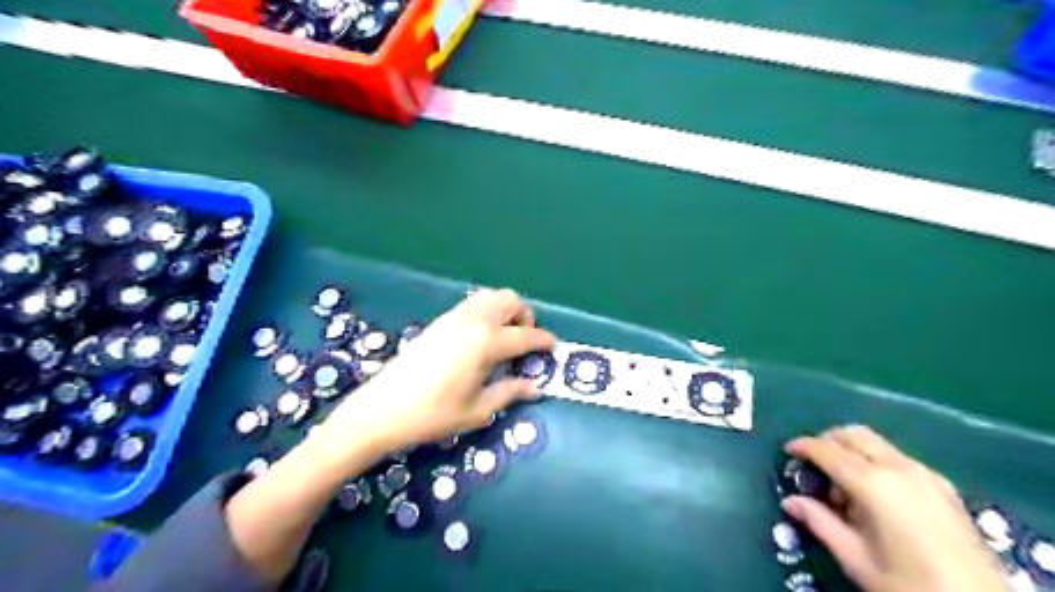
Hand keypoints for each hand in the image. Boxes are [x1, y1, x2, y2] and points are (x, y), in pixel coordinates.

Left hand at [316, 289, 553, 459]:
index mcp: (487, 342)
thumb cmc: (433, 414)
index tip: (553, 347)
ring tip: (504, 337)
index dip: (544, 340)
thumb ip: (510, 392)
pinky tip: (480, 338)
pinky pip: (472, 304)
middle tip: (524, 341)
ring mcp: (454, 317)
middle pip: (509, 300)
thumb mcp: (478, 409)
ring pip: (489, 296)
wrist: (382, 409)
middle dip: (524, 315)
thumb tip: (534, 387)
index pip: (526, 335)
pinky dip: (486, 311)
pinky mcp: (439, 321)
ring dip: (505, 309)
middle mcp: (473, 321)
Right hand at [783, 425, 1004, 591]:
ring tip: (844, 488)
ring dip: (852, 452)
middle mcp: (899, 468)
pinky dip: (876, 462)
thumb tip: (790, 502)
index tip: (788, 450)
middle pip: (854, 434)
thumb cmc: (909, 585)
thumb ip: (820, 523)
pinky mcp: (944, 487)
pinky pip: (898, 459)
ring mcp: (926, 475)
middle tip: (813, 464)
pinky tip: (876, 496)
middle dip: (828, 441)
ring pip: (877, 444)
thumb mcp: (856, 559)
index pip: (828, 450)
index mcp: (874, 484)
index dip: (803, 446)